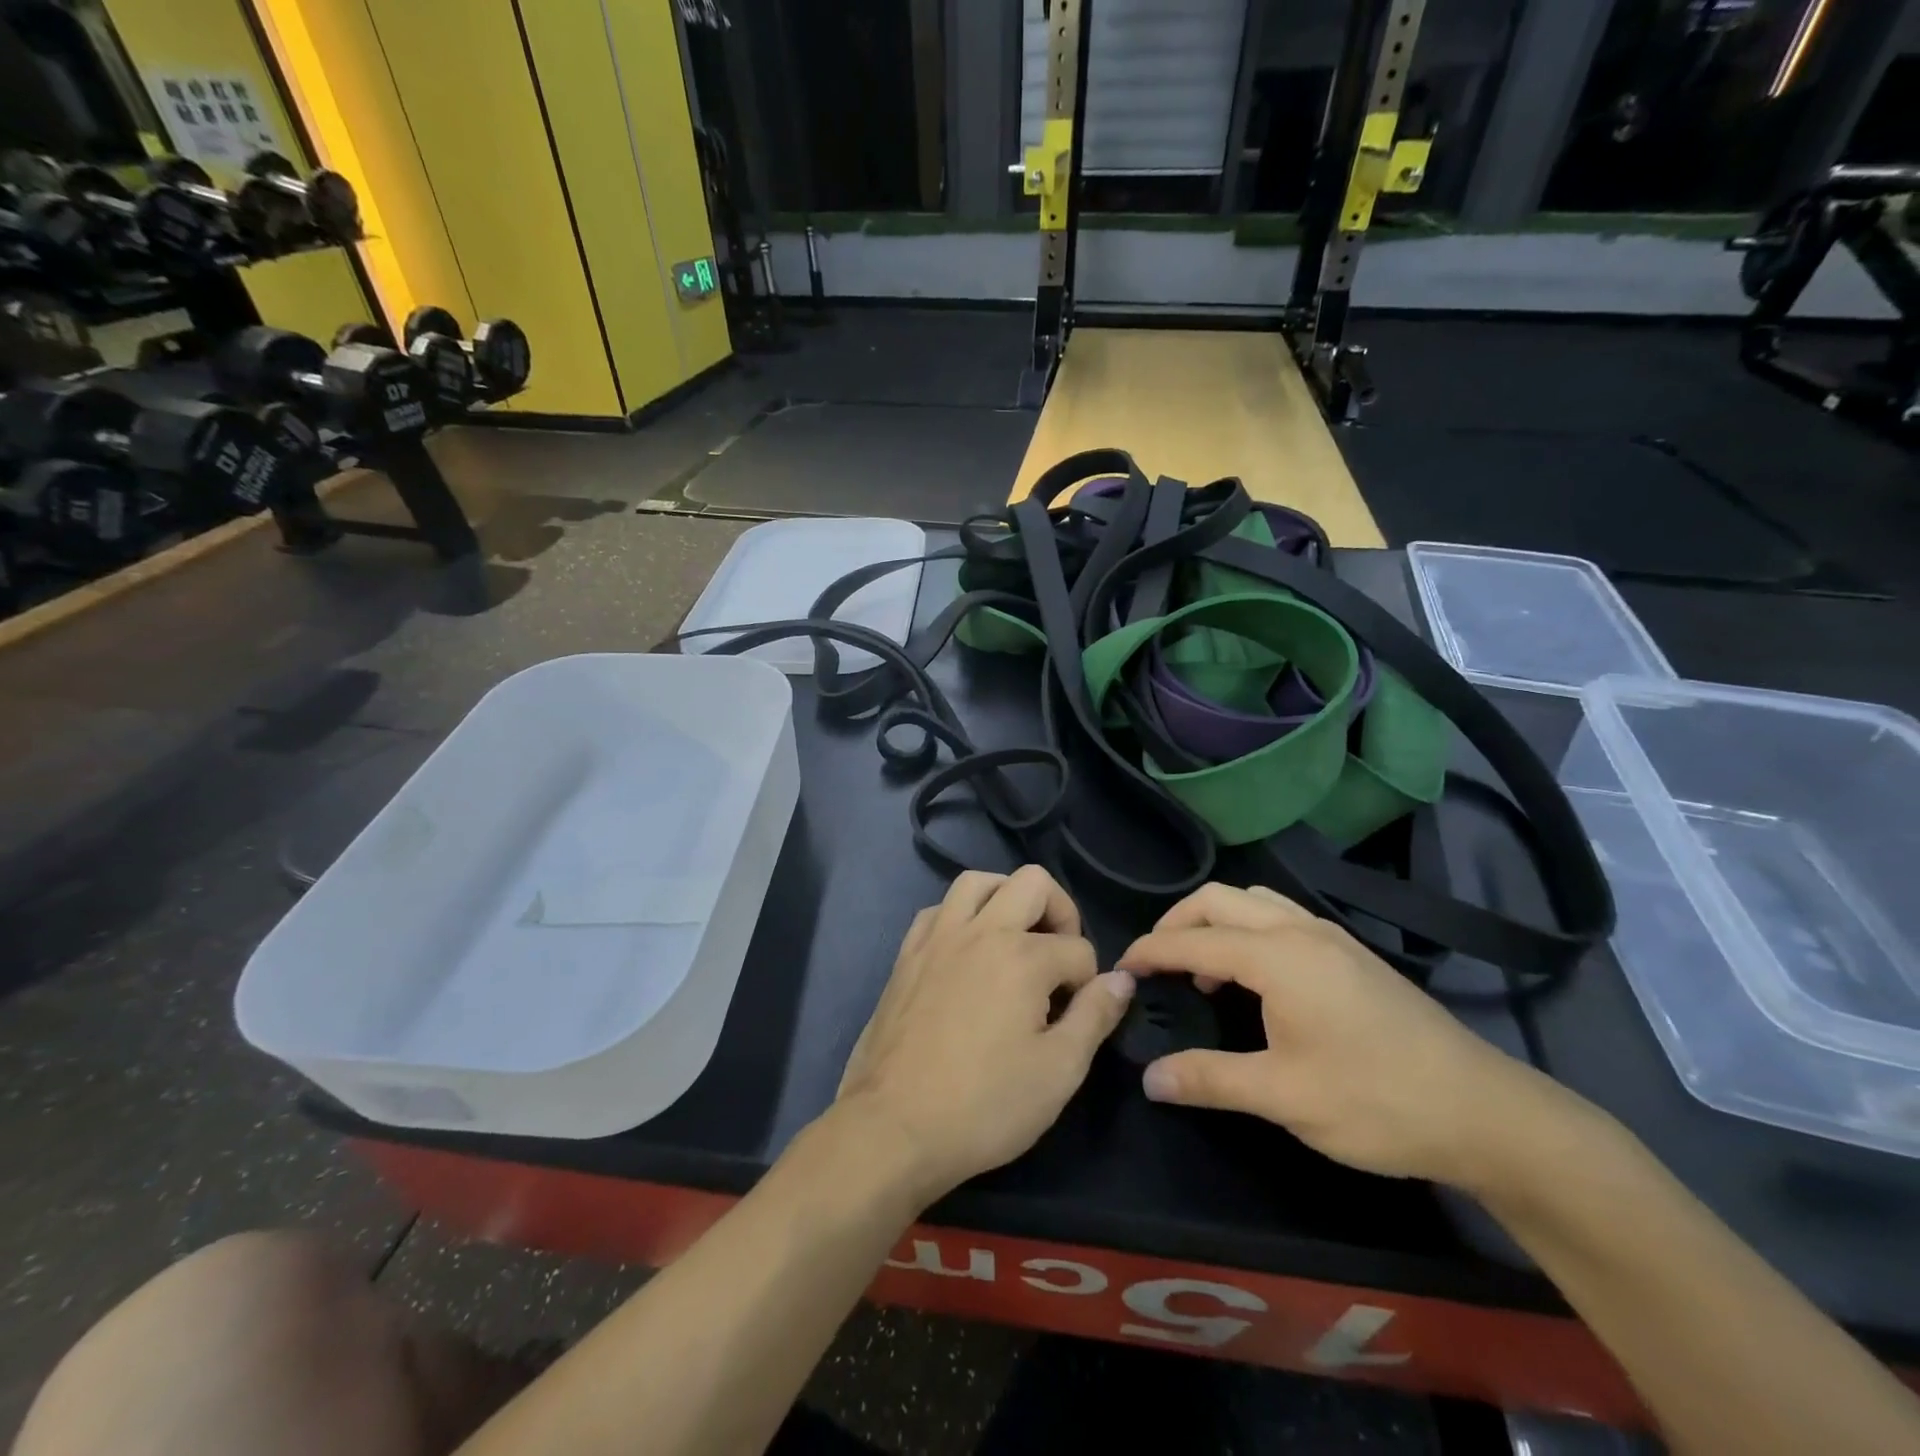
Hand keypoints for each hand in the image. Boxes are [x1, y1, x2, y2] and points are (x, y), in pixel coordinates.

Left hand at [836, 865, 1133, 1204]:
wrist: (893, 1127)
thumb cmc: (984, 1106)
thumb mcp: (1059, 1071)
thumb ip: (1095, 1016)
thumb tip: (1121, 979)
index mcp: (1022, 956)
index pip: (1078, 949)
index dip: (1089, 982)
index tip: (1077, 1017)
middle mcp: (980, 930)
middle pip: (1032, 882)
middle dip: (1060, 912)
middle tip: (1059, 957)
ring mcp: (937, 937)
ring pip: (977, 881)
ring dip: (1006, 897)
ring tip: (1017, 938)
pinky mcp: (907, 953)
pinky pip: (938, 909)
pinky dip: (960, 916)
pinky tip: (967, 952)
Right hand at [1118, 883, 1552, 1188]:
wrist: (1484, 1113)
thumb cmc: (1376, 1101)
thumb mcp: (1284, 1097)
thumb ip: (1210, 1078)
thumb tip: (1149, 1078)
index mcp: (1278, 956)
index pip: (1194, 939)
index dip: (1151, 951)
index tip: (1120, 968)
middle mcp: (1300, 930)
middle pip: (1219, 899)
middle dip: (1177, 922)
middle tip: (1156, 963)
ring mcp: (1331, 937)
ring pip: (1253, 901)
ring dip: (1215, 921)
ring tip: (1202, 969)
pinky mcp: (1351, 954)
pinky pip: (1280, 916)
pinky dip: (1247, 929)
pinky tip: (1254, 978)